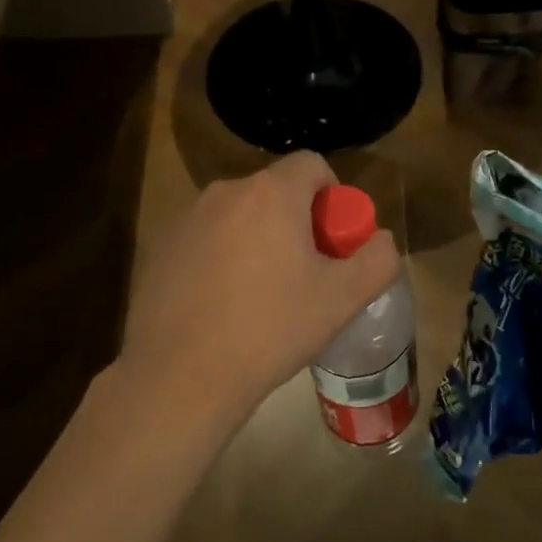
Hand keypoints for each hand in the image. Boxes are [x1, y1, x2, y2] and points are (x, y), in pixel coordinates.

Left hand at [117, 153, 399, 440]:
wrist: (181, 376)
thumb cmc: (271, 329)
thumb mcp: (342, 300)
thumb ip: (377, 260)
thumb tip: (381, 239)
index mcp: (271, 194)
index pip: (312, 164)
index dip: (332, 195)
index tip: (333, 239)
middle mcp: (225, 192)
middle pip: (275, 191)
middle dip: (296, 221)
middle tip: (304, 272)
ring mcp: (186, 218)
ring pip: (239, 216)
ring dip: (257, 239)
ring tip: (261, 294)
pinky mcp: (160, 247)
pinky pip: (205, 238)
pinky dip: (221, 257)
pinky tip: (221, 304)